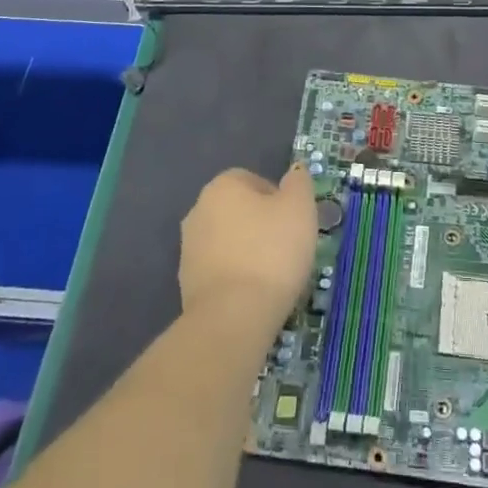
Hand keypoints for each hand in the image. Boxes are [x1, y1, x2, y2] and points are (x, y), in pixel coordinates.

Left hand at [179, 165, 318, 339]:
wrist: (233, 316)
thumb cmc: (271, 252)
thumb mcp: (300, 208)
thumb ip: (299, 183)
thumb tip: (295, 171)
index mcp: (222, 186)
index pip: (254, 180)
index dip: (279, 200)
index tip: (295, 223)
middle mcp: (198, 209)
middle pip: (240, 210)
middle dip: (262, 225)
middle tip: (288, 248)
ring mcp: (188, 247)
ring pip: (229, 240)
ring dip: (248, 251)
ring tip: (273, 275)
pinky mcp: (186, 282)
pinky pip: (220, 269)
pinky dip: (236, 276)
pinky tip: (254, 293)